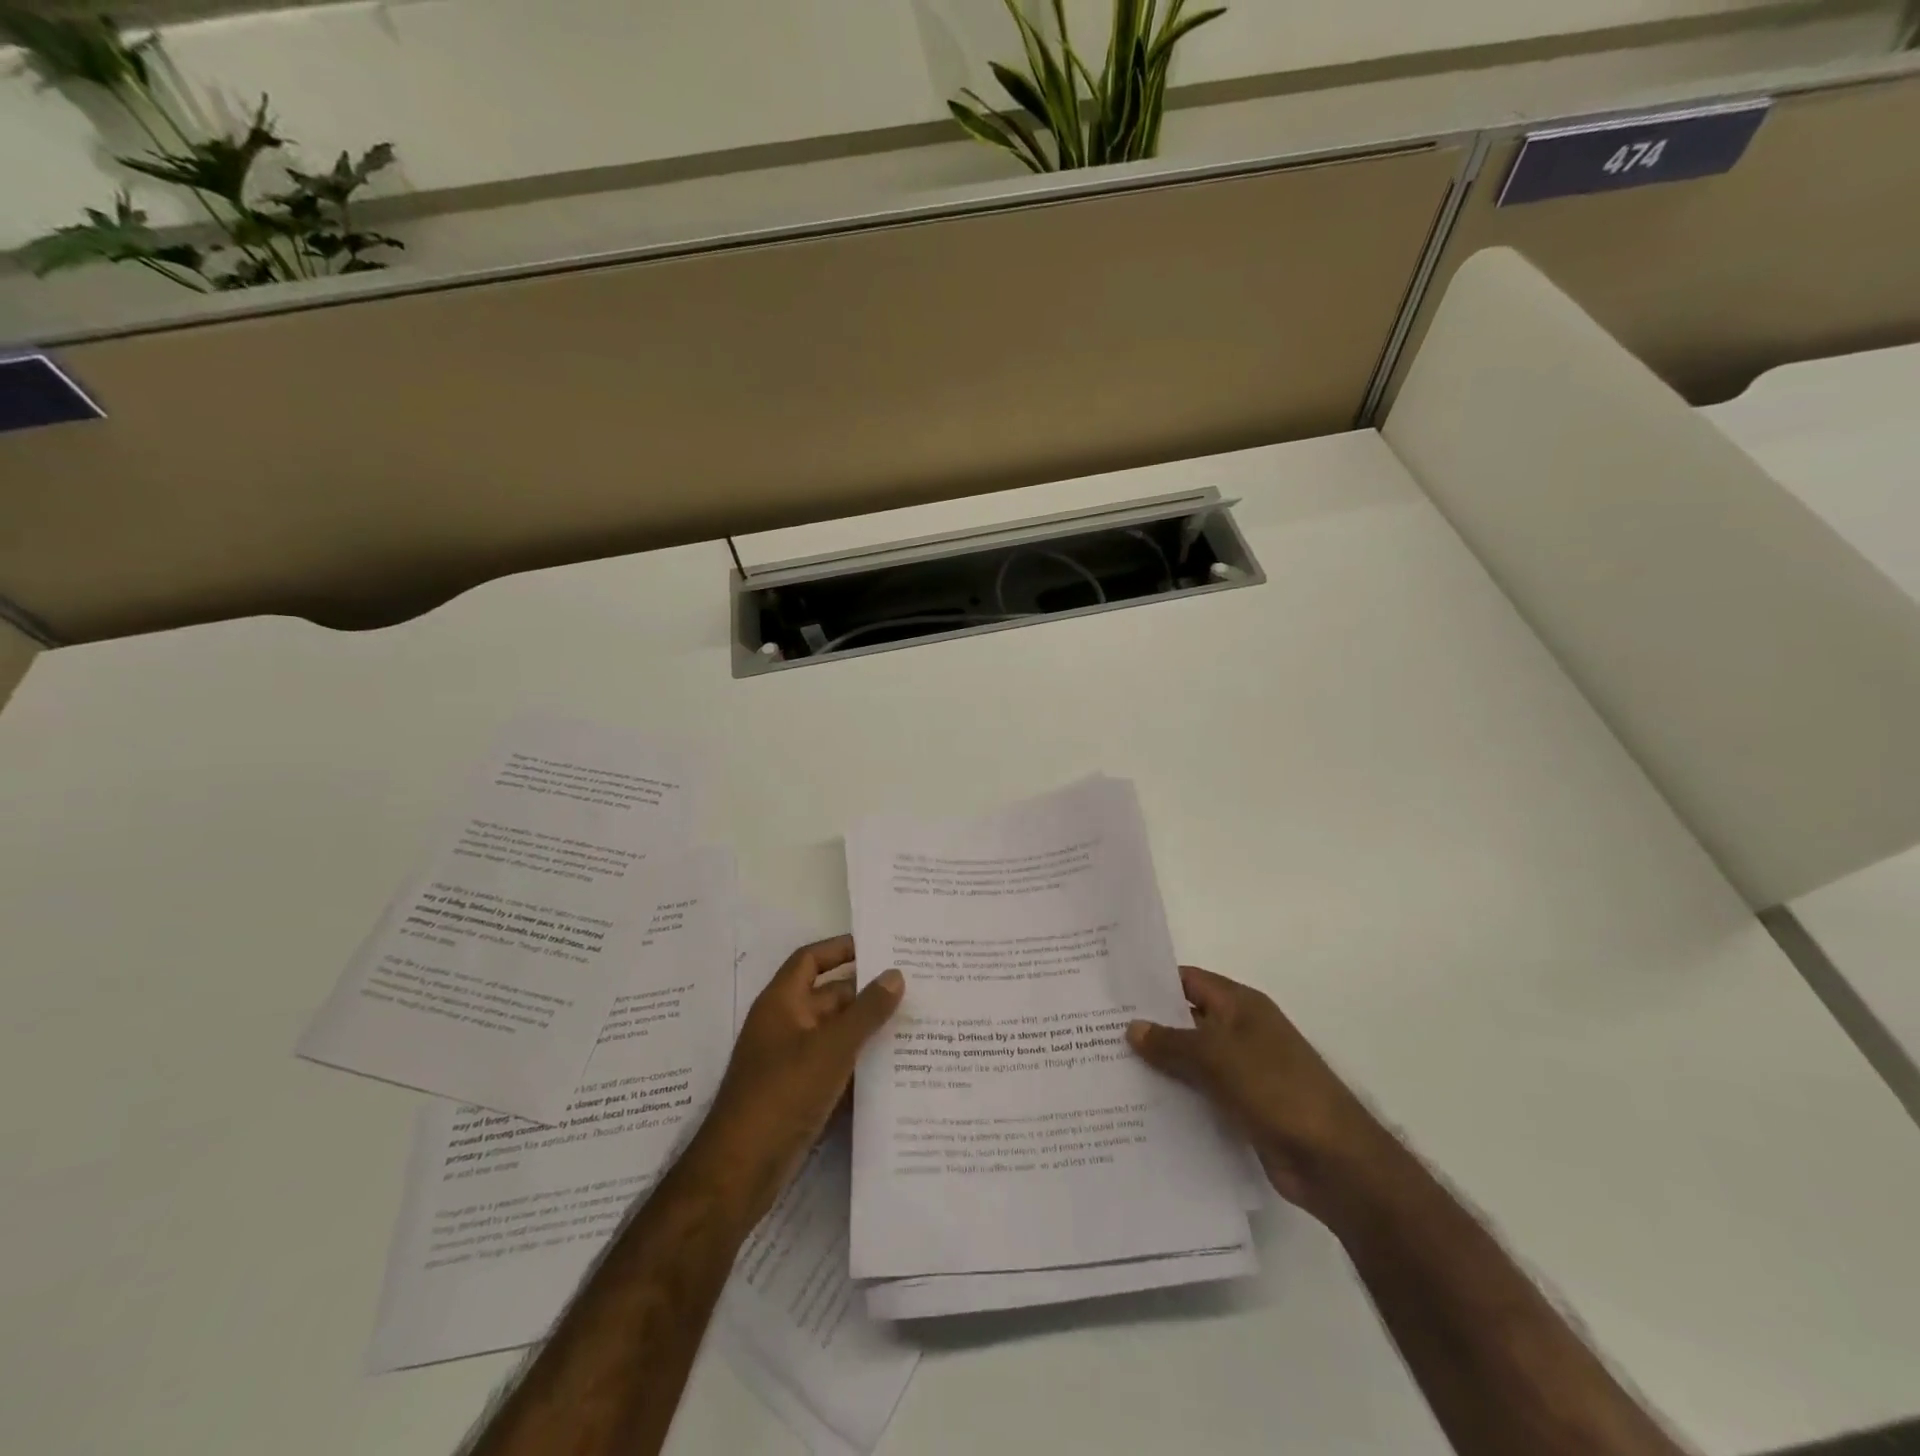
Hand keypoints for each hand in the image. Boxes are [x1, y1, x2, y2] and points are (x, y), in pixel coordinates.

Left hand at [692, 936, 903, 1226]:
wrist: (739, 1172)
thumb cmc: (782, 1094)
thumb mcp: (831, 1047)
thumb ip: (867, 1011)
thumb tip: (895, 974)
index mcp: (782, 1003)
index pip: (811, 960)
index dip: (841, 949)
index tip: (880, 947)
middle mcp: (786, 1026)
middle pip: (830, 997)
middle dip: (867, 993)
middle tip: (914, 989)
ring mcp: (792, 1062)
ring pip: (837, 1035)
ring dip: (869, 1031)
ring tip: (916, 1026)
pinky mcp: (801, 1095)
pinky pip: (837, 1068)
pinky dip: (861, 1066)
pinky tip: (897, 1070)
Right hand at [1127, 966, 1384, 1214]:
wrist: (1334, 1161)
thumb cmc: (1276, 1089)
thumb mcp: (1217, 1057)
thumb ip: (1171, 1041)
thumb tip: (1132, 1026)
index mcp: (1240, 1006)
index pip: (1188, 981)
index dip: (1152, 982)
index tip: (1111, 989)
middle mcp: (1241, 1033)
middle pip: (1186, 1020)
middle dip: (1148, 1026)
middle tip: (1096, 1031)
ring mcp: (1243, 1073)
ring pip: (1191, 1061)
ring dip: (1159, 1066)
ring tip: (1108, 1068)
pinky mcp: (1243, 1109)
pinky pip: (1200, 1095)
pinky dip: (1176, 1097)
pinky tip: (1140, 1106)